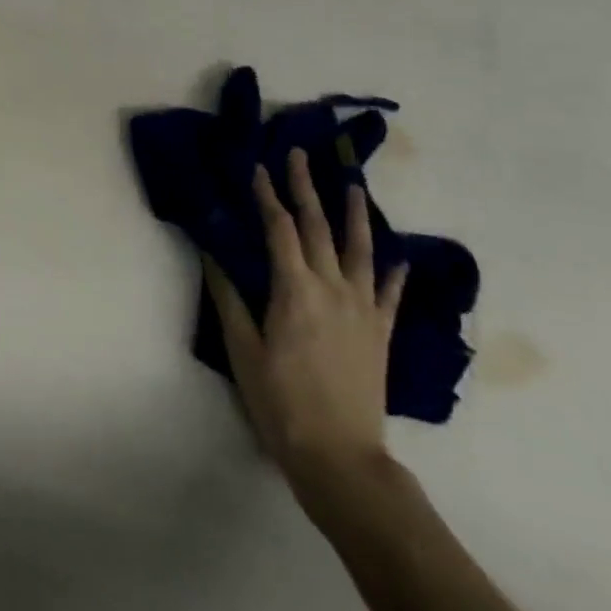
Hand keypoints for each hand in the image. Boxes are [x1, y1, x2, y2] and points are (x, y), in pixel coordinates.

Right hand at [206, 148, 406, 503]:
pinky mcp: (380, 331)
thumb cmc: (280, 402)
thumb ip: (229, 297)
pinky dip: (394, 270)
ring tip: (354, 185)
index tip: (258, 167)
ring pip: (361, 250)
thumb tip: (211, 253)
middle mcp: (333, 288)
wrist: (339, 455)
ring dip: (355, 214)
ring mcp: (363, 308)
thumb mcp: (242, 350)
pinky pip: (390, 293)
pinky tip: (398, 255)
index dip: (267, 196)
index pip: (279, 229)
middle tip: (299, 155)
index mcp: (294, 290)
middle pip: (318, 227)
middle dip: (306, 188)